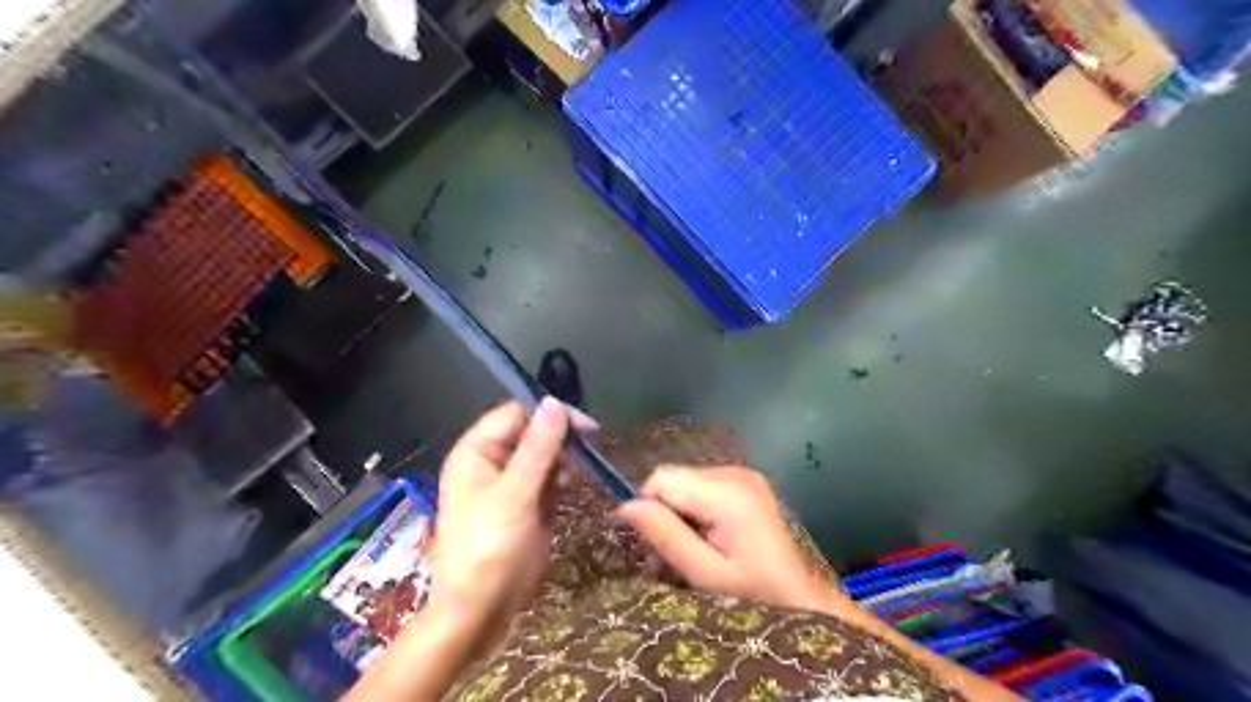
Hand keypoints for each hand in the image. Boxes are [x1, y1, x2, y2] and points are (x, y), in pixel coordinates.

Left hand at [428, 400, 569, 629]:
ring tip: (585, 470)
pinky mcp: (526, 503)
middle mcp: (492, 461)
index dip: (550, 415)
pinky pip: (548, 478)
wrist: (480, 612)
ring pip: (544, 454)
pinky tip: (576, 484)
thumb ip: (537, 449)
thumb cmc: (489, 550)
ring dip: (565, 458)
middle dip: (561, 437)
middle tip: (590, 451)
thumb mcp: (514, 496)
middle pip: (532, 432)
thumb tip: (555, 403)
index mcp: (477, 452)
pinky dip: (564, 477)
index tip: (586, 429)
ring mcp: (510, 483)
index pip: (517, 414)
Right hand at [618, 470, 833, 610]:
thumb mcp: (704, 574)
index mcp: (727, 492)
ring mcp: (744, 475)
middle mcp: (735, 473)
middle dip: (664, 515)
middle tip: (669, 559)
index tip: (651, 546)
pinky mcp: (747, 483)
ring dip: (679, 516)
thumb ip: (665, 535)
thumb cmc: (753, 593)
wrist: (800, 599)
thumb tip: (625, 506)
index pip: (663, 479)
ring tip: (689, 554)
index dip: (648, 508)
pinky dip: (697, 512)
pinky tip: (708, 540)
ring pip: (686, 484)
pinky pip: (704, 488)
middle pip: (674, 480)